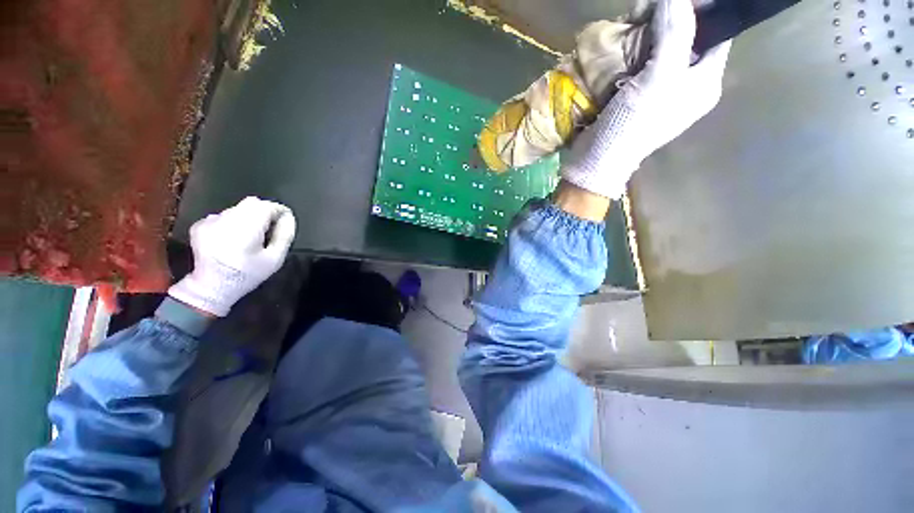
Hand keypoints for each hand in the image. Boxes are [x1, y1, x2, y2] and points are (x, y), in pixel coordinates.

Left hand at [169, 197, 296, 316]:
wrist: (211, 287)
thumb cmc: (248, 274)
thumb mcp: (275, 259)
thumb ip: (284, 236)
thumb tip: (288, 217)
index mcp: (245, 229)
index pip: (267, 206)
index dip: (280, 211)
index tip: (285, 222)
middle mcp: (226, 220)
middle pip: (252, 203)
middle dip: (265, 212)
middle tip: (269, 229)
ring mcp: (210, 221)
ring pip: (238, 209)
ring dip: (249, 217)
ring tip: (250, 236)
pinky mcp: (200, 224)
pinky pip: (224, 215)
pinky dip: (232, 222)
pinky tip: (232, 238)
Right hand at [561, 0, 731, 198]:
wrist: (596, 161)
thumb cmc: (632, 127)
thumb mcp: (659, 80)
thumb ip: (675, 34)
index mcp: (704, 82)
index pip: (715, 32)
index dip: (698, 10)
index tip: (671, 2)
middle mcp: (685, 83)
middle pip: (684, 36)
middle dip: (663, 20)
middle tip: (640, 14)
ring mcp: (658, 89)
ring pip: (658, 46)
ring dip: (641, 35)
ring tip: (625, 29)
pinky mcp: (633, 95)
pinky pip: (637, 62)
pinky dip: (627, 51)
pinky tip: (616, 48)